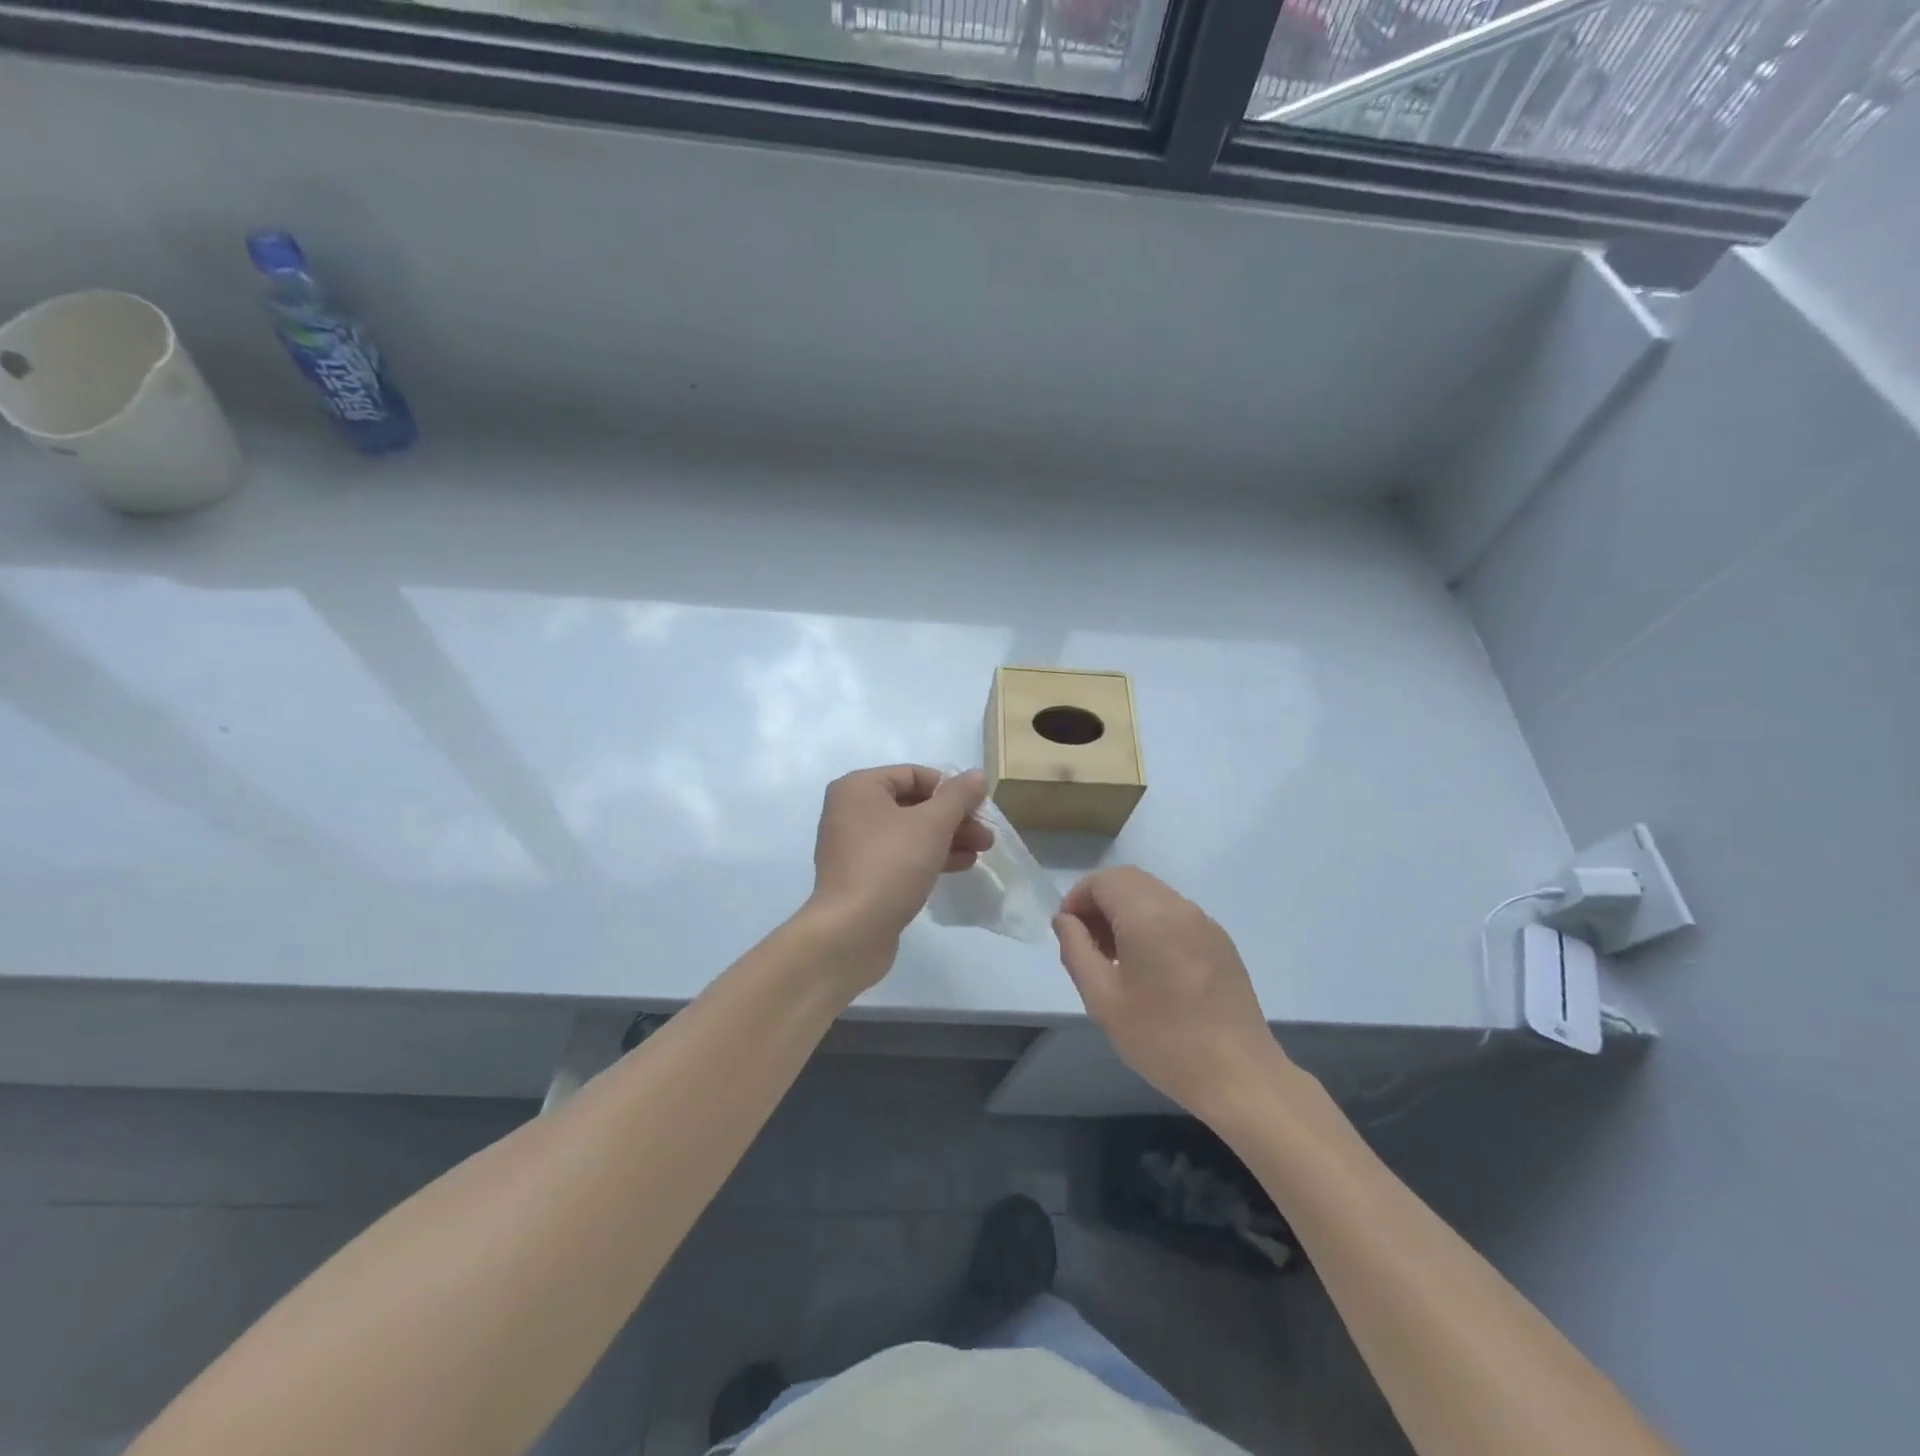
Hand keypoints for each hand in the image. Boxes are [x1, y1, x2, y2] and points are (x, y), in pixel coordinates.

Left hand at [807, 766, 992, 981]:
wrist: (851, 931)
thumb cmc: (890, 864)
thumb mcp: (932, 824)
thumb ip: (958, 796)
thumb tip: (977, 775)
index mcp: (859, 788)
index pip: (913, 775)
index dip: (950, 788)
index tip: (979, 807)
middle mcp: (850, 811)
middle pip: (912, 804)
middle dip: (953, 818)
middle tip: (986, 835)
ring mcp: (853, 846)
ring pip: (909, 832)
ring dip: (946, 838)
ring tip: (981, 851)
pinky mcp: (860, 876)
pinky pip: (899, 856)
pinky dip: (928, 856)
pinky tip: (960, 866)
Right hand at [1054, 867, 1285, 1118]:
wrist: (1239, 1076)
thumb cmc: (1162, 1039)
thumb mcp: (1102, 999)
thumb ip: (1076, 949)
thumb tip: (1066, 920)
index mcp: (1148, 914)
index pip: (1103, 880)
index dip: (1077, 898)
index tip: (1068, 934)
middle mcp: (1179, 906)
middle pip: (1128, 880)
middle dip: (1100, 902)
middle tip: (1088, 945)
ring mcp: (1205, 922)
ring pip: (1153, 894)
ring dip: (1125, 912)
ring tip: (1116, 959)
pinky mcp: (1220, 941)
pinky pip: (1176, 914)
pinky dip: (1152, 923)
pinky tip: (1150, 968)